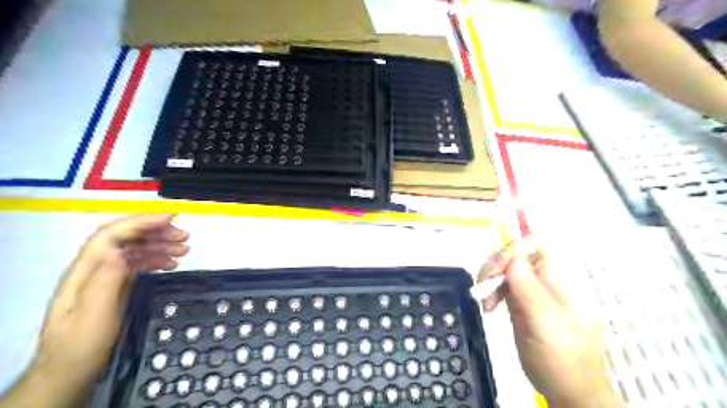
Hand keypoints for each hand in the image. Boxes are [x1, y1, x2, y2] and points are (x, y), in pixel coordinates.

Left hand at [0, 215, 186, 405]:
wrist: (71, 371)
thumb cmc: (81, 344)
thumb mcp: (93, 313)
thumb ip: (105, 279)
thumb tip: (120, 249)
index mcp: (86, 270)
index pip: (112, 235)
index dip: (141, 223)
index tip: (169, 221)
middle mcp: (96, 268)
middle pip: (126, 238)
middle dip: (156, 232)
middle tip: (184, 237)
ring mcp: (106, 276)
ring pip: (136, 249)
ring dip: (161, 245)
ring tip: (185, 249)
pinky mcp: (116, 285)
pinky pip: (139, 264)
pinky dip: (158, 259)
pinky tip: (172, 263)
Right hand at [482, 236, 620, 407]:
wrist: (568, 390)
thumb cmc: (563, 358)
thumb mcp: (546, 323)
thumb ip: (529, 289)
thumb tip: (511, 260)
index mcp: (561, 279)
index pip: (537, 243)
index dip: (514, 248)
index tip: (497, 270)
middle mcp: (546, 279)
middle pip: (517, 253)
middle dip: (496, 265)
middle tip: (484, 285)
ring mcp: (533, 290)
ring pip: (506, 267)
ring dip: (490, 279)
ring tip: (486, 302)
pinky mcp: (521, 301)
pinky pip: (502, 284)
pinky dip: (491, 291)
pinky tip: (488, 307)